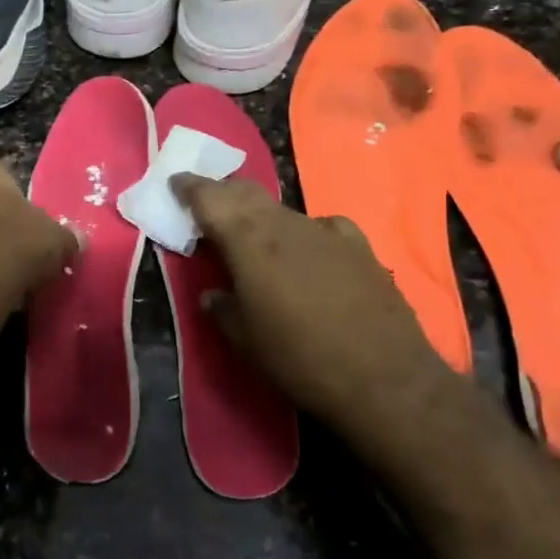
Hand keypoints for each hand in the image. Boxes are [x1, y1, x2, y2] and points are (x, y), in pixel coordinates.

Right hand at [172, 175, 452, 423]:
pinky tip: (309, 249)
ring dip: (260, 214)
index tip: (175, 181)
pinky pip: (321, 226)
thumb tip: (213, 295)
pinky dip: (303, 231)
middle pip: (247, 193)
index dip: (190, 187)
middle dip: (223, 193)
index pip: (211, 198)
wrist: (384, 377)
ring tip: (252, 233)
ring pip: (282, 209)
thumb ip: (223, 309)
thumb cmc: (299, 359)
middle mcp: (285, 225)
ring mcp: (326, 231)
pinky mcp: (359, 246)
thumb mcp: (245, 341)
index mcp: (249, 241)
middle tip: (207, 204)